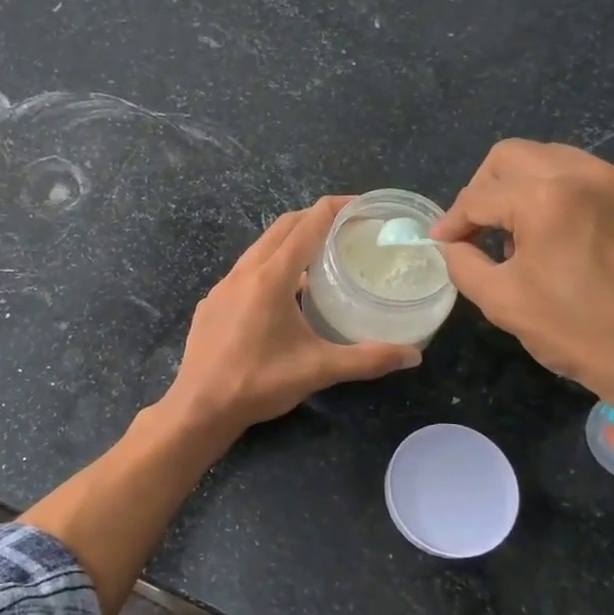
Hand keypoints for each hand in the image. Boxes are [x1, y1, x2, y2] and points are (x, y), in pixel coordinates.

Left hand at [163, 196, 421, 437]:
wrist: (199, 408)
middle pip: (282, 227)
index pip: (307, 226)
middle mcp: (244, 272)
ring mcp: (222, 287)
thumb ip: (367, 359)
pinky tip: (283, 294)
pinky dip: (268, 266)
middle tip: (346, 227)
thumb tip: (413, 354)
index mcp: (271, 278)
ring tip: (319, 255)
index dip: (335, 209)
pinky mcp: (211, 304)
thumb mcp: (318, 370)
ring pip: (260, 248)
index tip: (361, 206)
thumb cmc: (259, 383)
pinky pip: (244, 271)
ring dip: (289, 242)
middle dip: (314, 218)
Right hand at [432, 141, 613, 467]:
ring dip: (526, 189)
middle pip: (514, 156)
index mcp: (547, 198)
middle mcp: (589, 175)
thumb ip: (463, 264)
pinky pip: (598, 183)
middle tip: (478, 228)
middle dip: (484, 188)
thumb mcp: (504, 304)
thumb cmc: (582, 335)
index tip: (442, 244)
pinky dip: (570, 200)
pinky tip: (573, 243)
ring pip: (558, 161)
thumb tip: (452, 245)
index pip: (479, 196)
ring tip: (526, 236)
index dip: (452, 221)